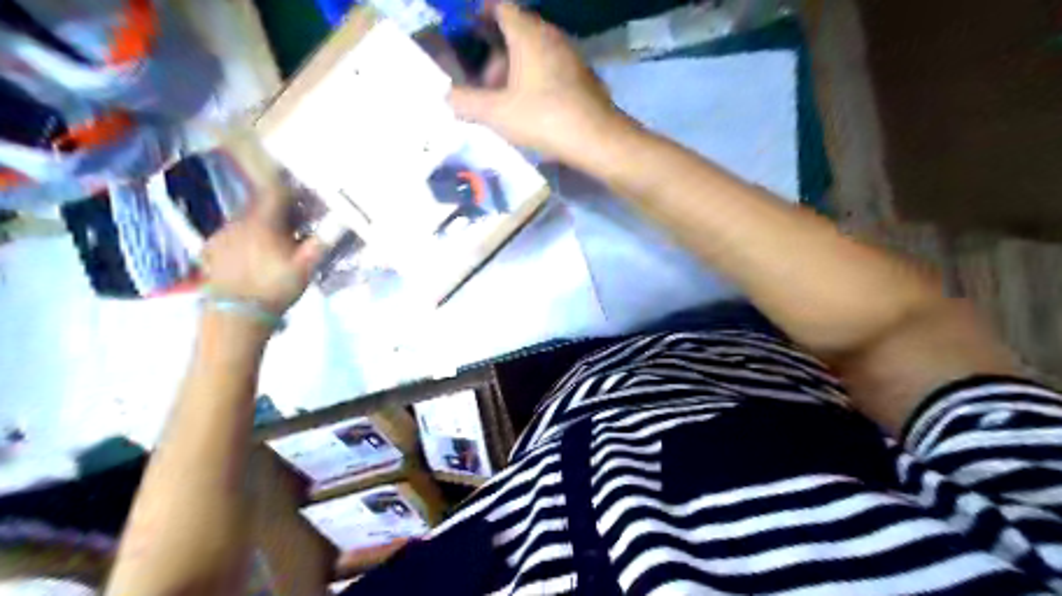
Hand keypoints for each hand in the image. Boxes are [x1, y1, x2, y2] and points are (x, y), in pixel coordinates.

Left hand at [199, 187, 320, 316]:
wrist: (236, 314)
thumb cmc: (275, 288)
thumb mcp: (306, 267)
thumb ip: (321, 242)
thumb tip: (339, 223)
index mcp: (264, 221)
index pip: (278, 192)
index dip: (294, 194)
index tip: (307, 203)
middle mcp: (239, 221)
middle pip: (261, 206)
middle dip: (280, 213)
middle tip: (297, 228)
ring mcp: (221, 235)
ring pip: (246, 221)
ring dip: (262, 227)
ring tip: (275, 246)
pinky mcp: (210, 251)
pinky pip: (232, 236)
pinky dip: (244, 240)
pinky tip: (252, 258)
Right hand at [445, 2, 627, 165]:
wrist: (597, 139)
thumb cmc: (544, 117)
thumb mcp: (497, 113)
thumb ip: (466, 103)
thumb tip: (446, 97)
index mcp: (528, 34)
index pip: (501, 7)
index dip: (481, 14)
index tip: (467, 30)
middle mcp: (551, 37)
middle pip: (517, 33)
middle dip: (496, 55)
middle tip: (484, 84)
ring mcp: (570, 56)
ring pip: (535, 54)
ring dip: (516, 72)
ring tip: (505, 103)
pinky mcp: (582, 77)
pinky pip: (551, 70)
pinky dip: (536, 81)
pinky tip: (531, 110)